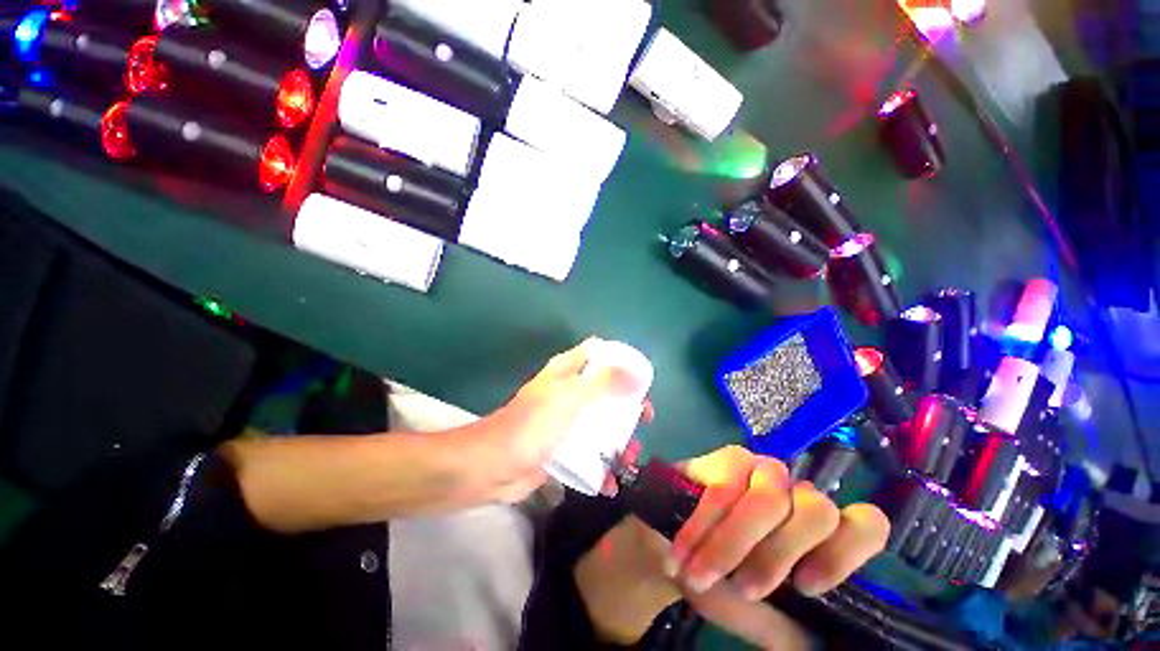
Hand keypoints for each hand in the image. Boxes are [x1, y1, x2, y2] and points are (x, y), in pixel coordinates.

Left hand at [455, 339, 648, 503]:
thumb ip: (605, 383)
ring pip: (600, 422)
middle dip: (627, 406)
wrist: (494, 467)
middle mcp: (568, 392)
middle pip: (605, 390)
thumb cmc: (532, 425)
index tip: (642, 379)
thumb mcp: (571, 398)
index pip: (600, 355)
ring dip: (619, 438)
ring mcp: (566, 421)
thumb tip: (640, 374)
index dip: (622, 363)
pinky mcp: (563, 447)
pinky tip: (610, 481)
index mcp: (568, 372)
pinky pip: (590, 450)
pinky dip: (602, 463)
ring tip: (630, 458)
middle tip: (644, 420)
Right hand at [575, 446, 889, 645]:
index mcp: (817, 533)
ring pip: (769, 498)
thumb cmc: (722, 584)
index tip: (806, 586)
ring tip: (704, 575)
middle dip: (777, 555)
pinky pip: (724, 489)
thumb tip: (829, 646)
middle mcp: (796, 494)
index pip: (865, 524)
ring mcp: (761, 470)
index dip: (845, 554)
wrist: (668, 548)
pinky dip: (705, 527)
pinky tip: (686, 550)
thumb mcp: (763, 617)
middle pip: (817, 510)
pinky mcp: (726, 458)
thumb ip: (799, 629)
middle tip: (743, 588)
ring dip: (733, 545)